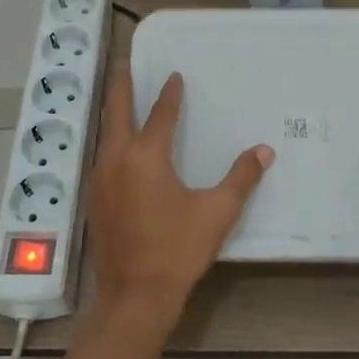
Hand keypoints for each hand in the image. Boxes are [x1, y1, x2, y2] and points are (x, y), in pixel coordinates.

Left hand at [86, 63, 273, 333]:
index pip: (161, 115)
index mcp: (146, 157)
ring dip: (114, 112)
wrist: (135, 296)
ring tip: (121, 98)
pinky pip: (102, 156)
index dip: (170, 94)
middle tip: (124, 62)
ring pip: (105, 134)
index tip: (175, 75)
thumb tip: (264, 150)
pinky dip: (111, 139)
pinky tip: (118, 146)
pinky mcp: (94, 199)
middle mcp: (117, 160)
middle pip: (117, 112)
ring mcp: (100, 180)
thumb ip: (241, 178)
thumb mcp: (216, 213)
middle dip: (122, 85)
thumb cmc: (177, 250)